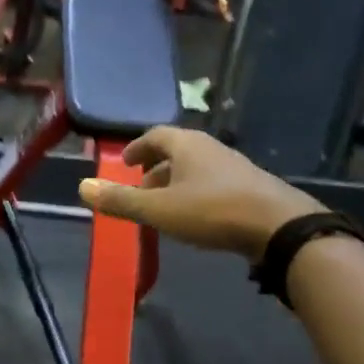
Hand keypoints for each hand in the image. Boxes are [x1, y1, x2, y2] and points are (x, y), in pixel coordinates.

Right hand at [78, 127, 324, 261]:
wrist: (280, 227)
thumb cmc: (212, 211)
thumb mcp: (158, 209)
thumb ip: (120, 200)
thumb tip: (82, 187)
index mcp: (187, 145)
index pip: (154, 135)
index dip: (136, 148)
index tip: (124, 163)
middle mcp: (210, 148)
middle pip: (176, 151)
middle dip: (154, 168)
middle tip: (139, 189)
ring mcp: (233, 167)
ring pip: (195, 169)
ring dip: (175, 183)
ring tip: (162, 207)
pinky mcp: (250, 187)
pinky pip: (212, 183)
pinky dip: (194, 194)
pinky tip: (193, 217)